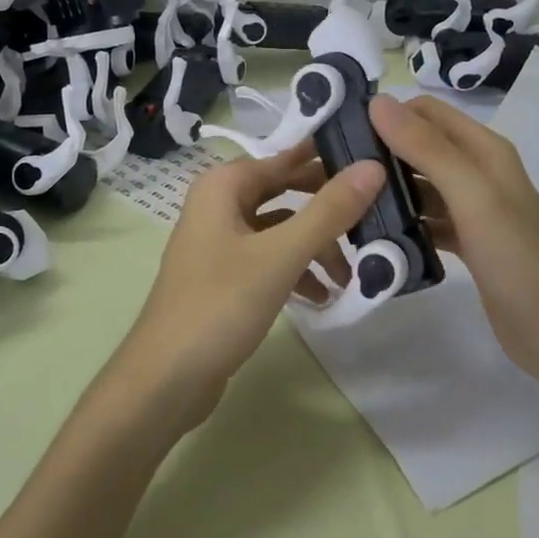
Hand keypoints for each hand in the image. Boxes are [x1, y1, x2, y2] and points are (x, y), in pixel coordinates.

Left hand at [110, 142, 385, 433]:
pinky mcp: (222, 276)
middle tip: (372, 216)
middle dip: (326, 209)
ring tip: (349, 275)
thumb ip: (328, 212)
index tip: (372, 160)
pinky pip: (267, 259)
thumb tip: (373, 166)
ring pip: (278, 229)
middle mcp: (217, 205)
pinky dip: (295, 271)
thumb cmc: (220, 305)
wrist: (165, 380)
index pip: (284, 157)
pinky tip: (321, 296)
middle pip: (283, 192)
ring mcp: (218, 242)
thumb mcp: (281, 256)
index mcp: (222, 186)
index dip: (326, 158)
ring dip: (314, 246)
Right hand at [370, 93, 538, 389]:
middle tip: (334, 171)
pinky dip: (403, 220)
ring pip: (420, 184)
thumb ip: (427, 148)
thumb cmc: (517, 258)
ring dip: (388, 188)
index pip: (426, 112)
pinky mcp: (466, 240)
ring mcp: (472, 208)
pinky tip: (374, 233)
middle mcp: (477, 171)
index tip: (342, 132)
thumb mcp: (472, 196)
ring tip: (345, 202)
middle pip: (420, 146)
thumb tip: (378, 102)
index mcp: (483, 150)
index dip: (387, 114)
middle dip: (380, 151)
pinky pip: (426, 218)